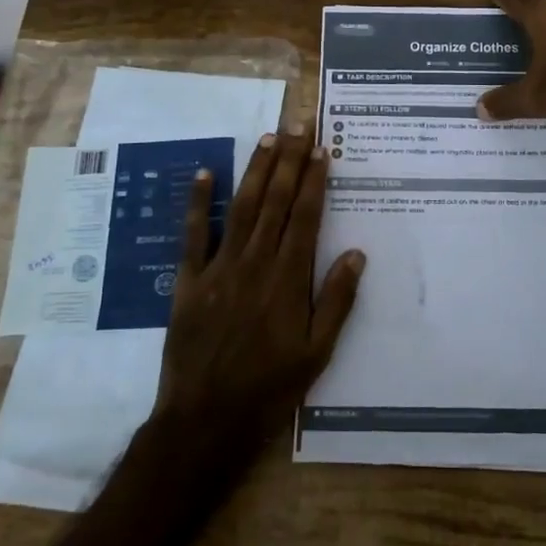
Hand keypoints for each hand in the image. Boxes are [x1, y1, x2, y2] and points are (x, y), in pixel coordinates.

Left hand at [153, 131, 365, 453]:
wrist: (205, 420)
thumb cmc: (269, 388)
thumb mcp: (317, 353)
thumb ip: (336, 301)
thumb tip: (356, 253)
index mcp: (288, 278)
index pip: (306, 216)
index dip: (315, 179)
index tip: (322, 148)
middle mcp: (255, 262)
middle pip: (276, 201)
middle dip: (290, 160)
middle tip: (298, 125)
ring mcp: (219, 268)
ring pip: (242, 208)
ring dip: (256, 170)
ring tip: (269, 138)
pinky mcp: (188, 281)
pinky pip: (193, 235)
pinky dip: (199, 202)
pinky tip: (206, 173)